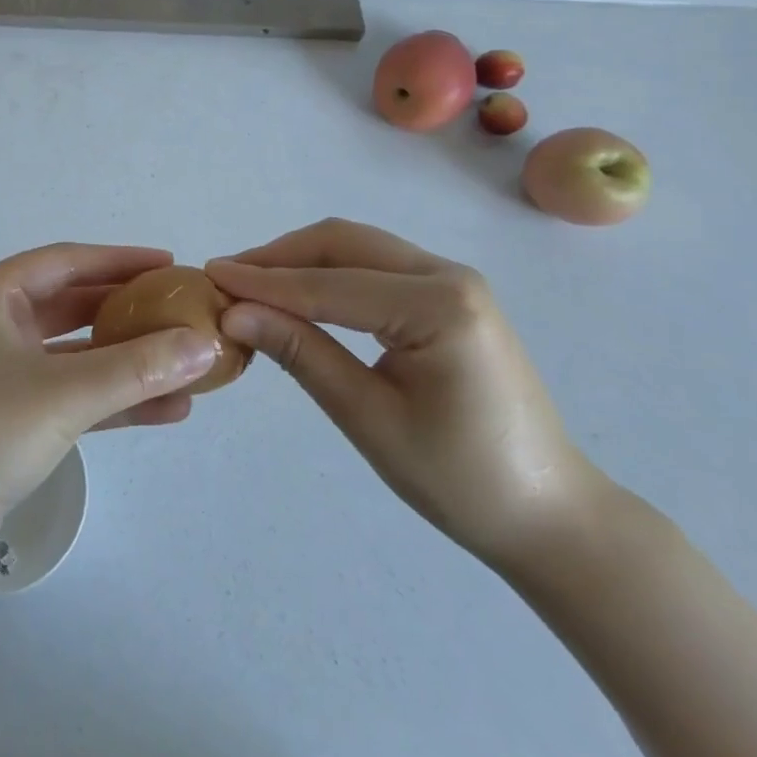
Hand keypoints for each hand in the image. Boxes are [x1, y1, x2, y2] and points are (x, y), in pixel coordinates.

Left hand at [0, 243, 219, 522]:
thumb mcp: (64, 394)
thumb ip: (138, 368)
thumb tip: (207, 344)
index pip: (65, 261)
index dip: (120, 260)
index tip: (169, 265)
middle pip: (73, 304)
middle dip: (129, 311)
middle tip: (181, 309)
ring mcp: (1, 370)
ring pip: (77, 353)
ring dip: (129, 361)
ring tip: (188, 364)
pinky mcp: (11, 413)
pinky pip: (72, 392)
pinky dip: (113, 397)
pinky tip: (166, 409)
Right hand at [207, 219, 600, 566]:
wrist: (548, 513)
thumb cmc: (460, 480)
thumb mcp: (368, 418)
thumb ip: (302, 354)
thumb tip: (234, 314)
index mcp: (438, 306)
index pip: (329, 284)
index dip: (264, 281)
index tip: (209, 275)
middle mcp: (448, 274)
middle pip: (342, 243)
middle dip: (279, 257)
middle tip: (226, 278)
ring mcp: (451, 279)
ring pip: (357, 247)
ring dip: (301, 260)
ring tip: (250, 283)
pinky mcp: (447, 294)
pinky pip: (375, 266)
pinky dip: (328, 273)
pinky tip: (298, 293)